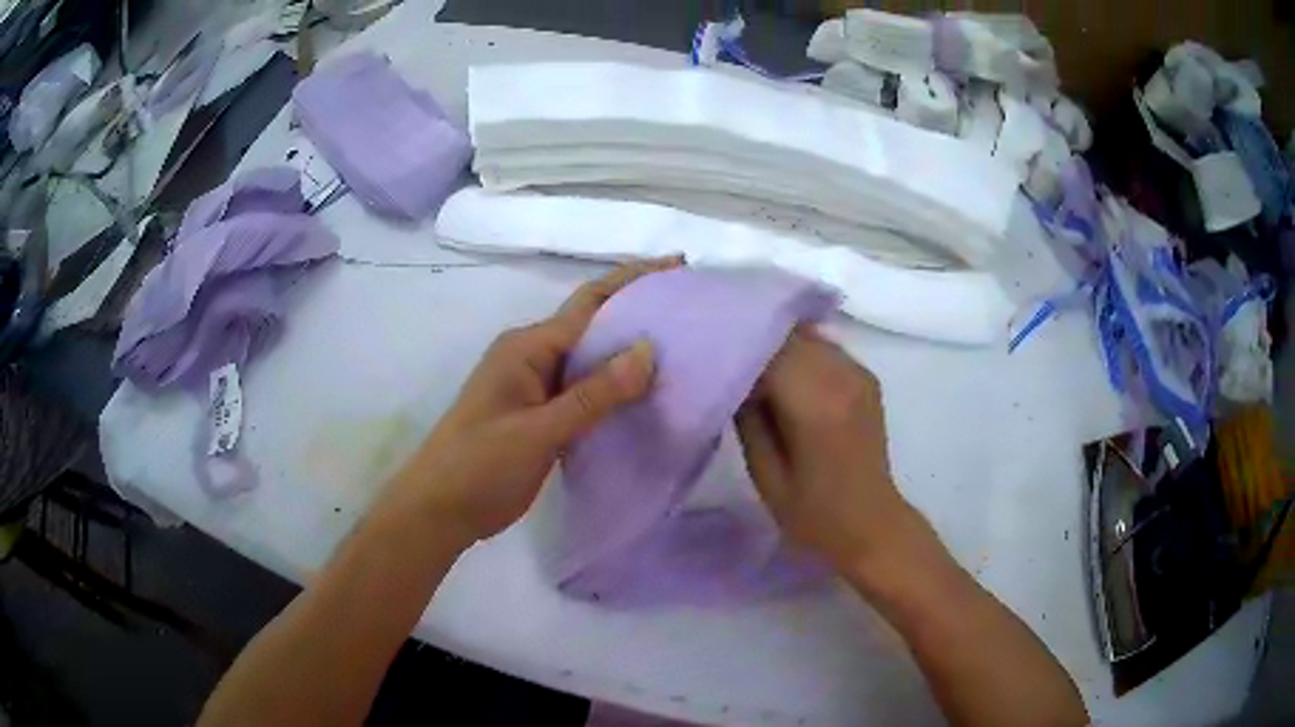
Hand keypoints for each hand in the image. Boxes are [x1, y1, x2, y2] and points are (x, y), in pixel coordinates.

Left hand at [376, 259, 680, 548]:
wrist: (439, 510)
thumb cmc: (479, 466)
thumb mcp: (538, 431)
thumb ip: (593, 394)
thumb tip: (648, 349)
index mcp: (528, 347)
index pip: (591, 303)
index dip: (635, 281)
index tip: (678, 266)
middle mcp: (534, 357)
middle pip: (594, 325)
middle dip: (638, 312)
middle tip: (692, 311)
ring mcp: (536, 388)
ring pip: (592, 361)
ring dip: (629, 354)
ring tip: (683, 350)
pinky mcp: (541, 416)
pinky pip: (586, 392)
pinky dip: (615, 390)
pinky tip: (646, 397)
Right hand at [736, 327, 910, 571]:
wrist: (872, 524)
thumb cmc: (813, 514)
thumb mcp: (766, 475)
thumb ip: (747, 420)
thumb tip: (732, 377)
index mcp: (816, 404)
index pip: (768, 350)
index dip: (737, 347)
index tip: (709, 355)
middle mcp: (842, 377)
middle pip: (788, 336)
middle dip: (754, 340)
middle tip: (725, 357)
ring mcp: (858, 373)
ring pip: (806, 337)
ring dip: (778, 345)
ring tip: (751, 364)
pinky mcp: (865, 377)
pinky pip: (824, 349)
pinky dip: (800, 353)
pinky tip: (783, 374)